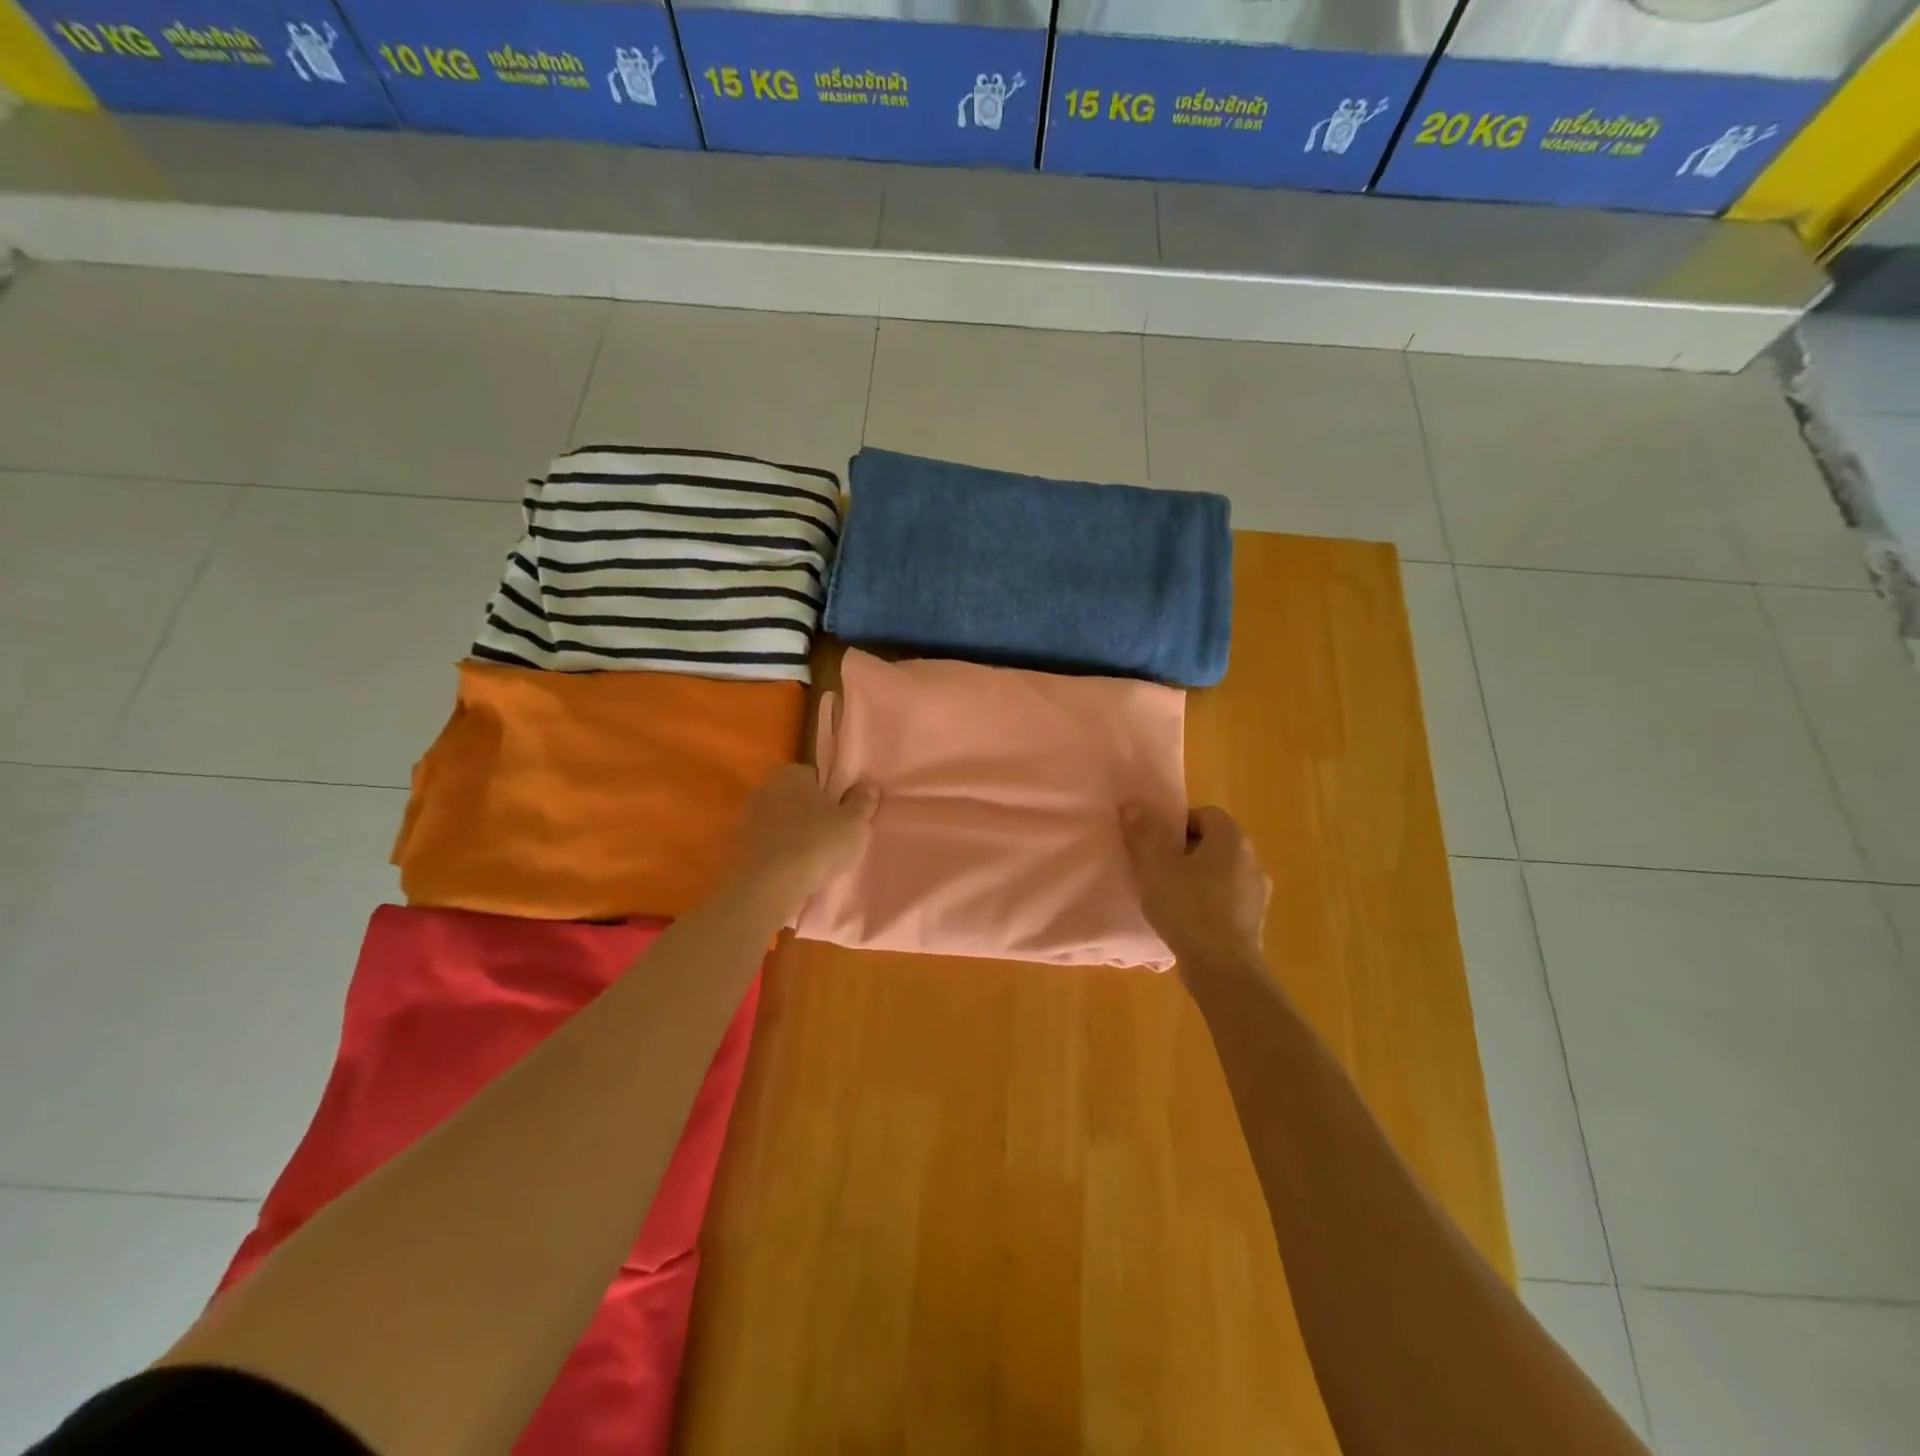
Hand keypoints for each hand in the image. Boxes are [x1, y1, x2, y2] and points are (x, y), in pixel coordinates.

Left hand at [732, 765, 877, 906]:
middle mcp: (767, 787)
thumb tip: (867, 785)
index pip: (817, 775)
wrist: (768, 887)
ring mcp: (749, 817)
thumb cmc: (816, 845)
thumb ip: (863, 801)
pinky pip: (770, 843)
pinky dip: (782, 852)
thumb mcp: (854, 823)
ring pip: (783, 820)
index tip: (844, 815)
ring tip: (816, 857)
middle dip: (813, 812)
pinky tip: (795, 869)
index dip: (833, 794)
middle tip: (834, 836)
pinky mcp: (740, 845)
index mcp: (792, 773)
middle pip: (798, 797)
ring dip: (796, 833)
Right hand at [1121, 804, 1271, 966]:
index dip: (1176, 824)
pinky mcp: (1254, 922)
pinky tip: (1187, 920)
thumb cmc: (1188, 907)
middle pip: (1213, 843)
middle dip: (1185, 851)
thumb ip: (1143, 832)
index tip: (1155, 844)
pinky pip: (1227, 900)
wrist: (1222, 968)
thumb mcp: (1155, 866)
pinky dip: (1208, 903)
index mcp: (1232, 839)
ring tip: (1170, 896)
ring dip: (1197, 878)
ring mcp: (1257, 893)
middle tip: (1157, 868)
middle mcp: (1252, 860)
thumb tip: (1134, 805)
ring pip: (1221, 873)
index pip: (1205, 814)